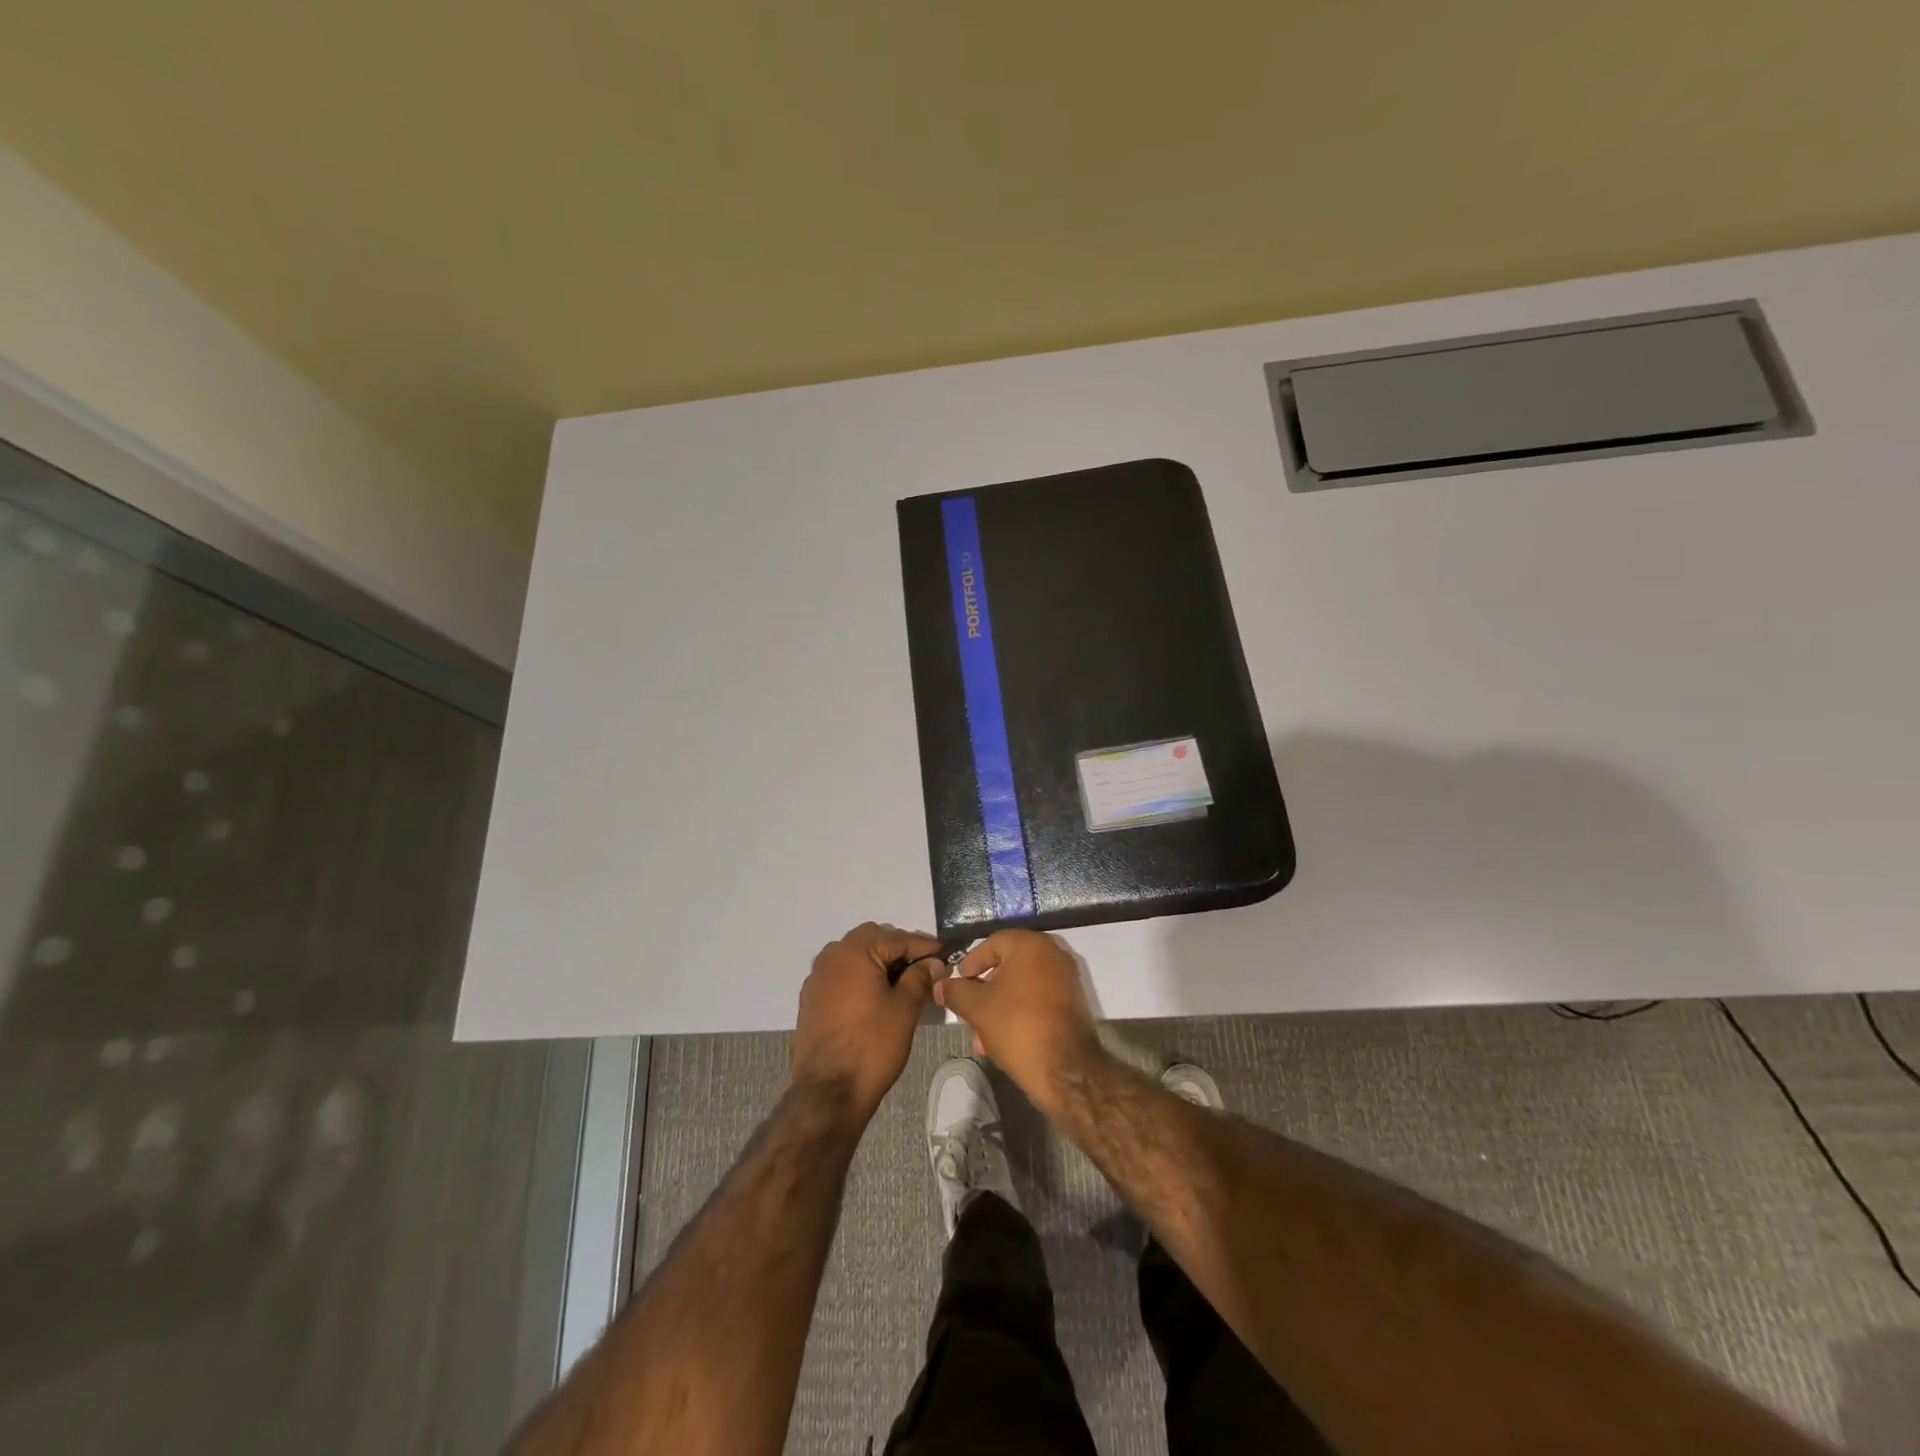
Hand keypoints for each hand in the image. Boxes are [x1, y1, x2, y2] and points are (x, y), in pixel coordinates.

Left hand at [792, 923, 939, 1122]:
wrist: (828, 1092)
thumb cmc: (872, 1046)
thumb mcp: (905, 1008)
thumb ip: (920, 977)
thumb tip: (933, 963)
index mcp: (855, 951)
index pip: (897, 938)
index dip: (925, 946)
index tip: (946, 953)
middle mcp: (832, 955)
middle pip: (872, 939)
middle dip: (899, 948)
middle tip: (924, 966)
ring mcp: (817, 977)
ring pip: (854, 955)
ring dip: (878, 961)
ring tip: (902, 980)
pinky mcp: (811, 998)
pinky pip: (841, 974)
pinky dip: (860, 976)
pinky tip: (876, 995)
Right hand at [934, 930, 1106, 1113]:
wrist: (1066, 1070)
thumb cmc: (1017, 1026)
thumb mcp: (977, 1008)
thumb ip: (956, 992)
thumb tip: (941, 985)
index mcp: (1031, 945)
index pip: (992, 943)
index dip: (971, 962)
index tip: (958, 983)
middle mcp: (1053, 954)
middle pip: (1008, 965)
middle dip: (984, 990)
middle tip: (968, 1010)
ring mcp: (1066, 979)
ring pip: (1022, 986)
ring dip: (999, 1005)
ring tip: (981, 1036)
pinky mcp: (1073, 1004)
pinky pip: (1038, 1000)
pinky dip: (1019, 1013)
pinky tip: (1002, 1040)